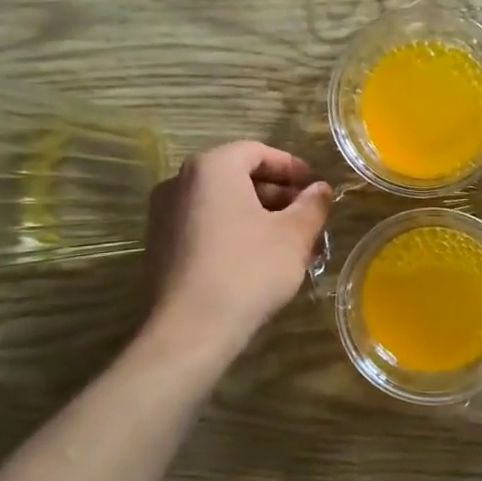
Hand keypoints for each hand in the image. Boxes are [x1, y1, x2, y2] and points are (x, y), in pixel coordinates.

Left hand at [145, 142, 332, 348]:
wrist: (192, 328)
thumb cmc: (249, 269)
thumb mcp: (294, 235)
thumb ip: (312, 205)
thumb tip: (320, 189)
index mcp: (212, 167)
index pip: (257, 152)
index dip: (291, 167)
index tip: (315, 187)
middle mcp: (181, 182)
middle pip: (237, 176)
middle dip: (277, 195)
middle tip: (306, 218)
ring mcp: (164, 215)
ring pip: (222, 204)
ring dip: (258, 216)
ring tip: (289, 243)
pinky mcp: (160, 246)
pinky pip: (205, 225)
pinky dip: (234, 232)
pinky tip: (258, 259)